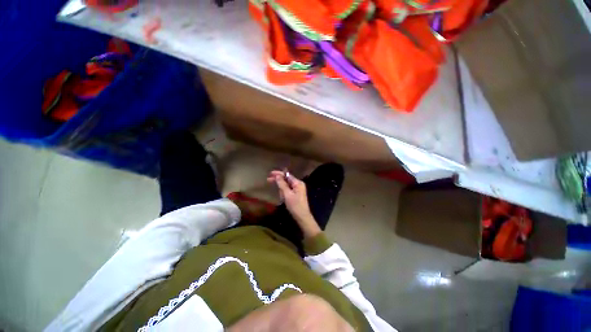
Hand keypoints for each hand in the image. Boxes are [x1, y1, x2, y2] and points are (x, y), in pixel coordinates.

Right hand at [267, 170, 320, 237]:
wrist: (302, 217)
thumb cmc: (295, 205)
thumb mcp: (287, 194)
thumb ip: (282, 184)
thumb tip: (277, 175)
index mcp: (298, 183)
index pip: (287, 175)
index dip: (279, 174)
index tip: (270, 174)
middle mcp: (298, 184)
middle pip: (286, 180)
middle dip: (278, 181)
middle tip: (268, 180)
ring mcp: (298, 189)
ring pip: (286, 186)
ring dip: (282, 190)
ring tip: (282, 198)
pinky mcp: (296, 194)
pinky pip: (288, 191)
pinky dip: (284, 193)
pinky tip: (283, 198)